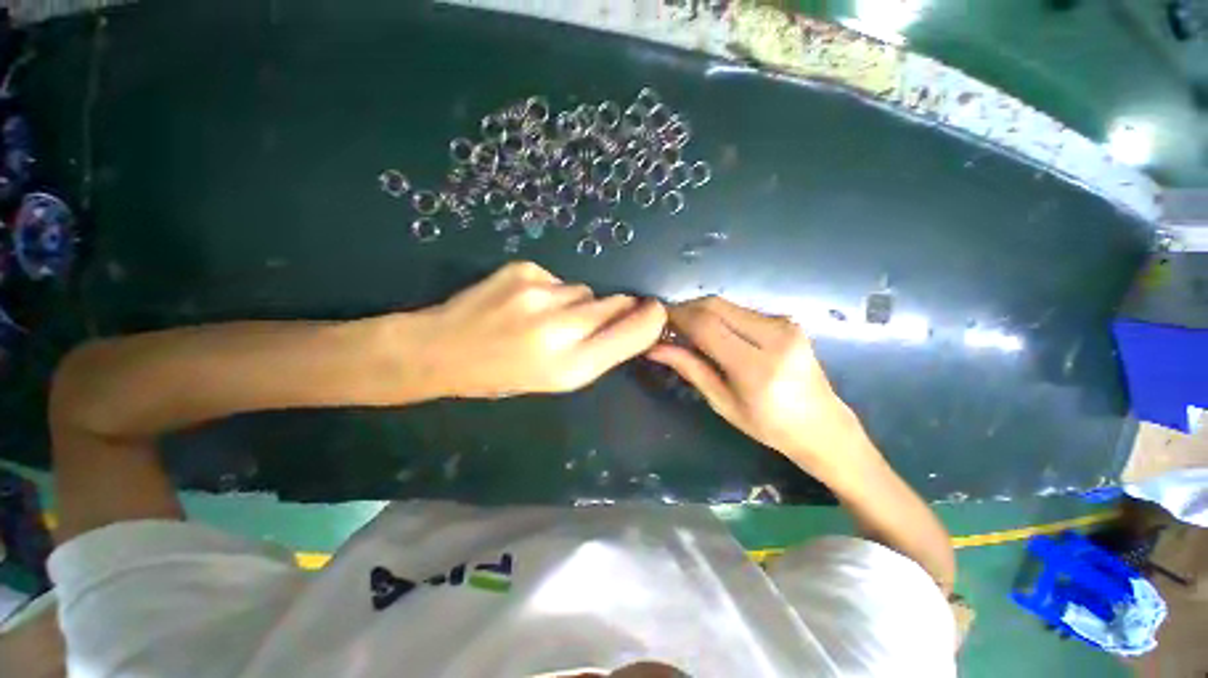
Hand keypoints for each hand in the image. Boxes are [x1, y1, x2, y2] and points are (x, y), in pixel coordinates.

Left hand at [415, 261, 666, 397]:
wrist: (440, 349)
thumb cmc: (501, 375)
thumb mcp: (554, 380)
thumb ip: (596, 351)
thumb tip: (627, 321)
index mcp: (570, 368)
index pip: (633, 334)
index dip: (649, 319)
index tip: (654, 311)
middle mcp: (560, 330)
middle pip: (615, 303)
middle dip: (612, 309)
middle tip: (584, 321)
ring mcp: (540, 295)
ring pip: (584, 290)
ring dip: (576, 302)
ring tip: (543, 316)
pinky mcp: (523, 271)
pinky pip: (558, 279)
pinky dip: (551, 290)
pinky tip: (524, 303)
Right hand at [647, 297, 877, 479]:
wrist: (823, 425)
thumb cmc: (768, 425)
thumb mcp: (722, 402)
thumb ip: (689, 368)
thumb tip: (654, 347)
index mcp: (757, 366)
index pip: (706, 325)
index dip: (677, 317)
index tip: (657, 321)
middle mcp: (774, 336)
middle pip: (715, 305)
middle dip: (686, 309)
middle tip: (668, 325)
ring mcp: (785, 324)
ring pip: (726, 304)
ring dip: (701, 312)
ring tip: (687, 331)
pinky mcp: (787, 320)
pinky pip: (740, 310)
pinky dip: (719, 316)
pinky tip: (713, 333)